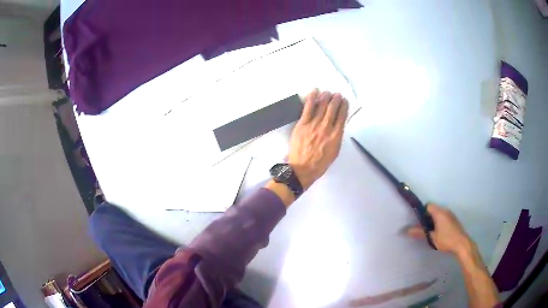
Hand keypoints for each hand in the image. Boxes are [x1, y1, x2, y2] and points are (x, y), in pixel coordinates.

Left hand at [288, 89, 348, 189]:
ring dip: (326, 97)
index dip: (344, 106)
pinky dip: (312, 98)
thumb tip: (338, 125)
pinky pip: (308, 108)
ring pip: (322, 106)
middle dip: (336, 99)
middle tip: (337, 94)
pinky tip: (315, 91)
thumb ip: (337, 137)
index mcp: (336, 136)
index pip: (342, 116)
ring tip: (328, 92)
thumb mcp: (334, 152)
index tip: (344, 101)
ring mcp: (314, 125)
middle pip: (333, 109)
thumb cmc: (320, 163)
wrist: (302, 169)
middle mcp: (327, 128)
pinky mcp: (303, 124)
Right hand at [406, 204, 473, 255]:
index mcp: (439, 212)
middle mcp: (445, 210)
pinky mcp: (454, 220)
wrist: (461, 244)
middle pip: (434, 209)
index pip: (428, 205)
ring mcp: (451, 215)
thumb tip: (406, 230)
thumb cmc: (446, 239)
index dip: (422, 212)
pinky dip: (440, 222)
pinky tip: (440, 233)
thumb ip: (419, 233)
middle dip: (428, 217)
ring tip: (432, 232)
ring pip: (439, 213)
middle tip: (425, 229)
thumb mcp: (431, 238)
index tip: (420, 222)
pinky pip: (444, 217)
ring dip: (434, 220)